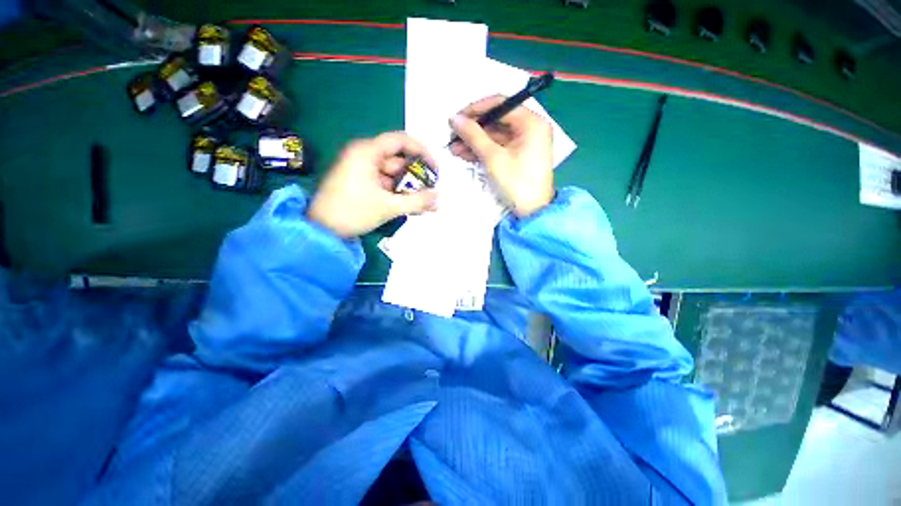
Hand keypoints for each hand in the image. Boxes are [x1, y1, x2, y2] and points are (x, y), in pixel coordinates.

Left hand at [307, 132, 437, 237]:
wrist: (321, 230)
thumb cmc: (353, 212)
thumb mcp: (388, 207)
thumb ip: (417, 201)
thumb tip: (439, 197)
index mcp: (367, 152)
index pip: (401, 141)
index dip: (422, 151)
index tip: (435, 168)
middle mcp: (365, 156)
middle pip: (399, 161)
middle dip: (418, 178)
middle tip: (432, 193)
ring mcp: (362, 170)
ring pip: (393, 175)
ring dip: (410, 189)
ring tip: (426, 206)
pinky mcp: (361, 183)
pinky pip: (385, 184)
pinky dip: (398, 194)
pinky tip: (411, 207)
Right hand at [449, 95, 553, 216]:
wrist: (532, 212)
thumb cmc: (516, 182)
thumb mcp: (493, 157)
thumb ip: (473, 135)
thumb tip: (454, 118)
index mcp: (532, 122)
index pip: (501, 104)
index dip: (476, 109)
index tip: (457, 117)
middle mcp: (530, 128)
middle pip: (497, 121)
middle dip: (473, 129)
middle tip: (452, 135)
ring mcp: (525, 143)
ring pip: (495, 136)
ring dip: (475, 142)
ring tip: (454, 148)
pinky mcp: (519, 156)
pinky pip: (498, 148)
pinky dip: (483, 151)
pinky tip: (464, 154)